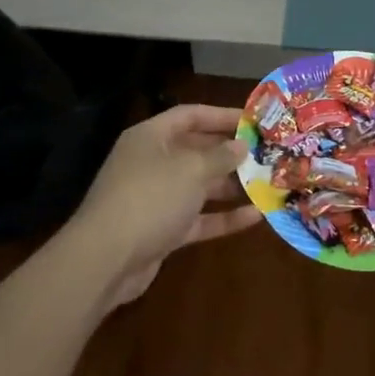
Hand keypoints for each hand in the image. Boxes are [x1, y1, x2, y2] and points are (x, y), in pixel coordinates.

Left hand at [63, 104, 260, 308]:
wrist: (105, 260)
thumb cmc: (149, 198)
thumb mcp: (191, 169)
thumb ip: (220, 155)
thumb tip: (241, 145)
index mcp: (151, 137)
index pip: (191, 115)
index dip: (222, 115)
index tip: (254, 120)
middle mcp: (152, 162)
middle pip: (197, 150)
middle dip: (231, 153)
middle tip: (268, 153)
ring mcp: (156, 198)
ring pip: (200, 186)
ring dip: (232, 186)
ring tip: (269, 184)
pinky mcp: (162, 230)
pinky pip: (198, 218)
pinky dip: (223, 217)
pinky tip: (256, 217)